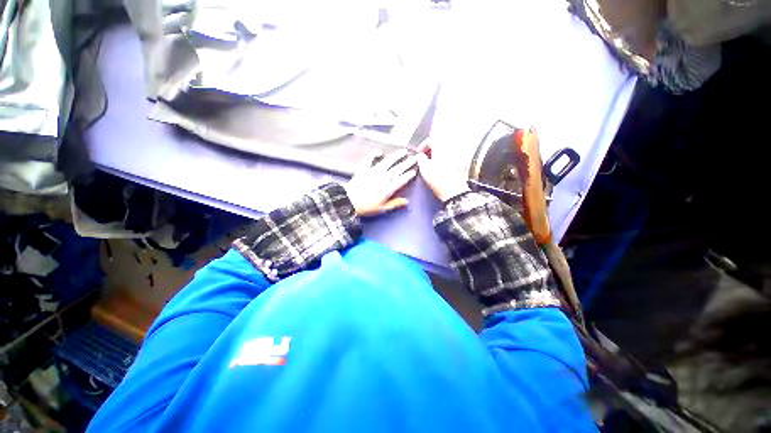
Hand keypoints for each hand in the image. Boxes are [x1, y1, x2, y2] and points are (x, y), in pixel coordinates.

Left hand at [346, 150, 417, 216]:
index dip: (408, 175)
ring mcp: (374, 171)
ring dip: (396, 156)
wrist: (350, 201)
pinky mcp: (364, 168)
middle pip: (398, 169)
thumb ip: (395, 203)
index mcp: (388, 188)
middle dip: (407, 163)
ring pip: (387, 161)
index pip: (401, 180)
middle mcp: (383, 178)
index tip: (414, 171)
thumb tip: (406, 201)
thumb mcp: (382, 208)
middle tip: (414, 158)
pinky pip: (370, 159)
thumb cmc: (367, 207)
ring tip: (403, 151)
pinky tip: (379, 152)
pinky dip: (374, 154)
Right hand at [416, 147, 469, 201]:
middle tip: (424, 158)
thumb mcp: (424, 168)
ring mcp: (457, 154)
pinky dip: (442, 159)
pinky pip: (449, 156)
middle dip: (430, 149)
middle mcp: (450, 147)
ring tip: (430, 164)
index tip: (419, 154)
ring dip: (436, 154)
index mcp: (441, 145)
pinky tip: (438, 168)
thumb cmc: (439, 180)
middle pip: (439, 142)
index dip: (422, 146)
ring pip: (444, 149)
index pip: (430, 139)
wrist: (454, 190)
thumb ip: (420, 158)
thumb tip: (420, 156)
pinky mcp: (460, 162)